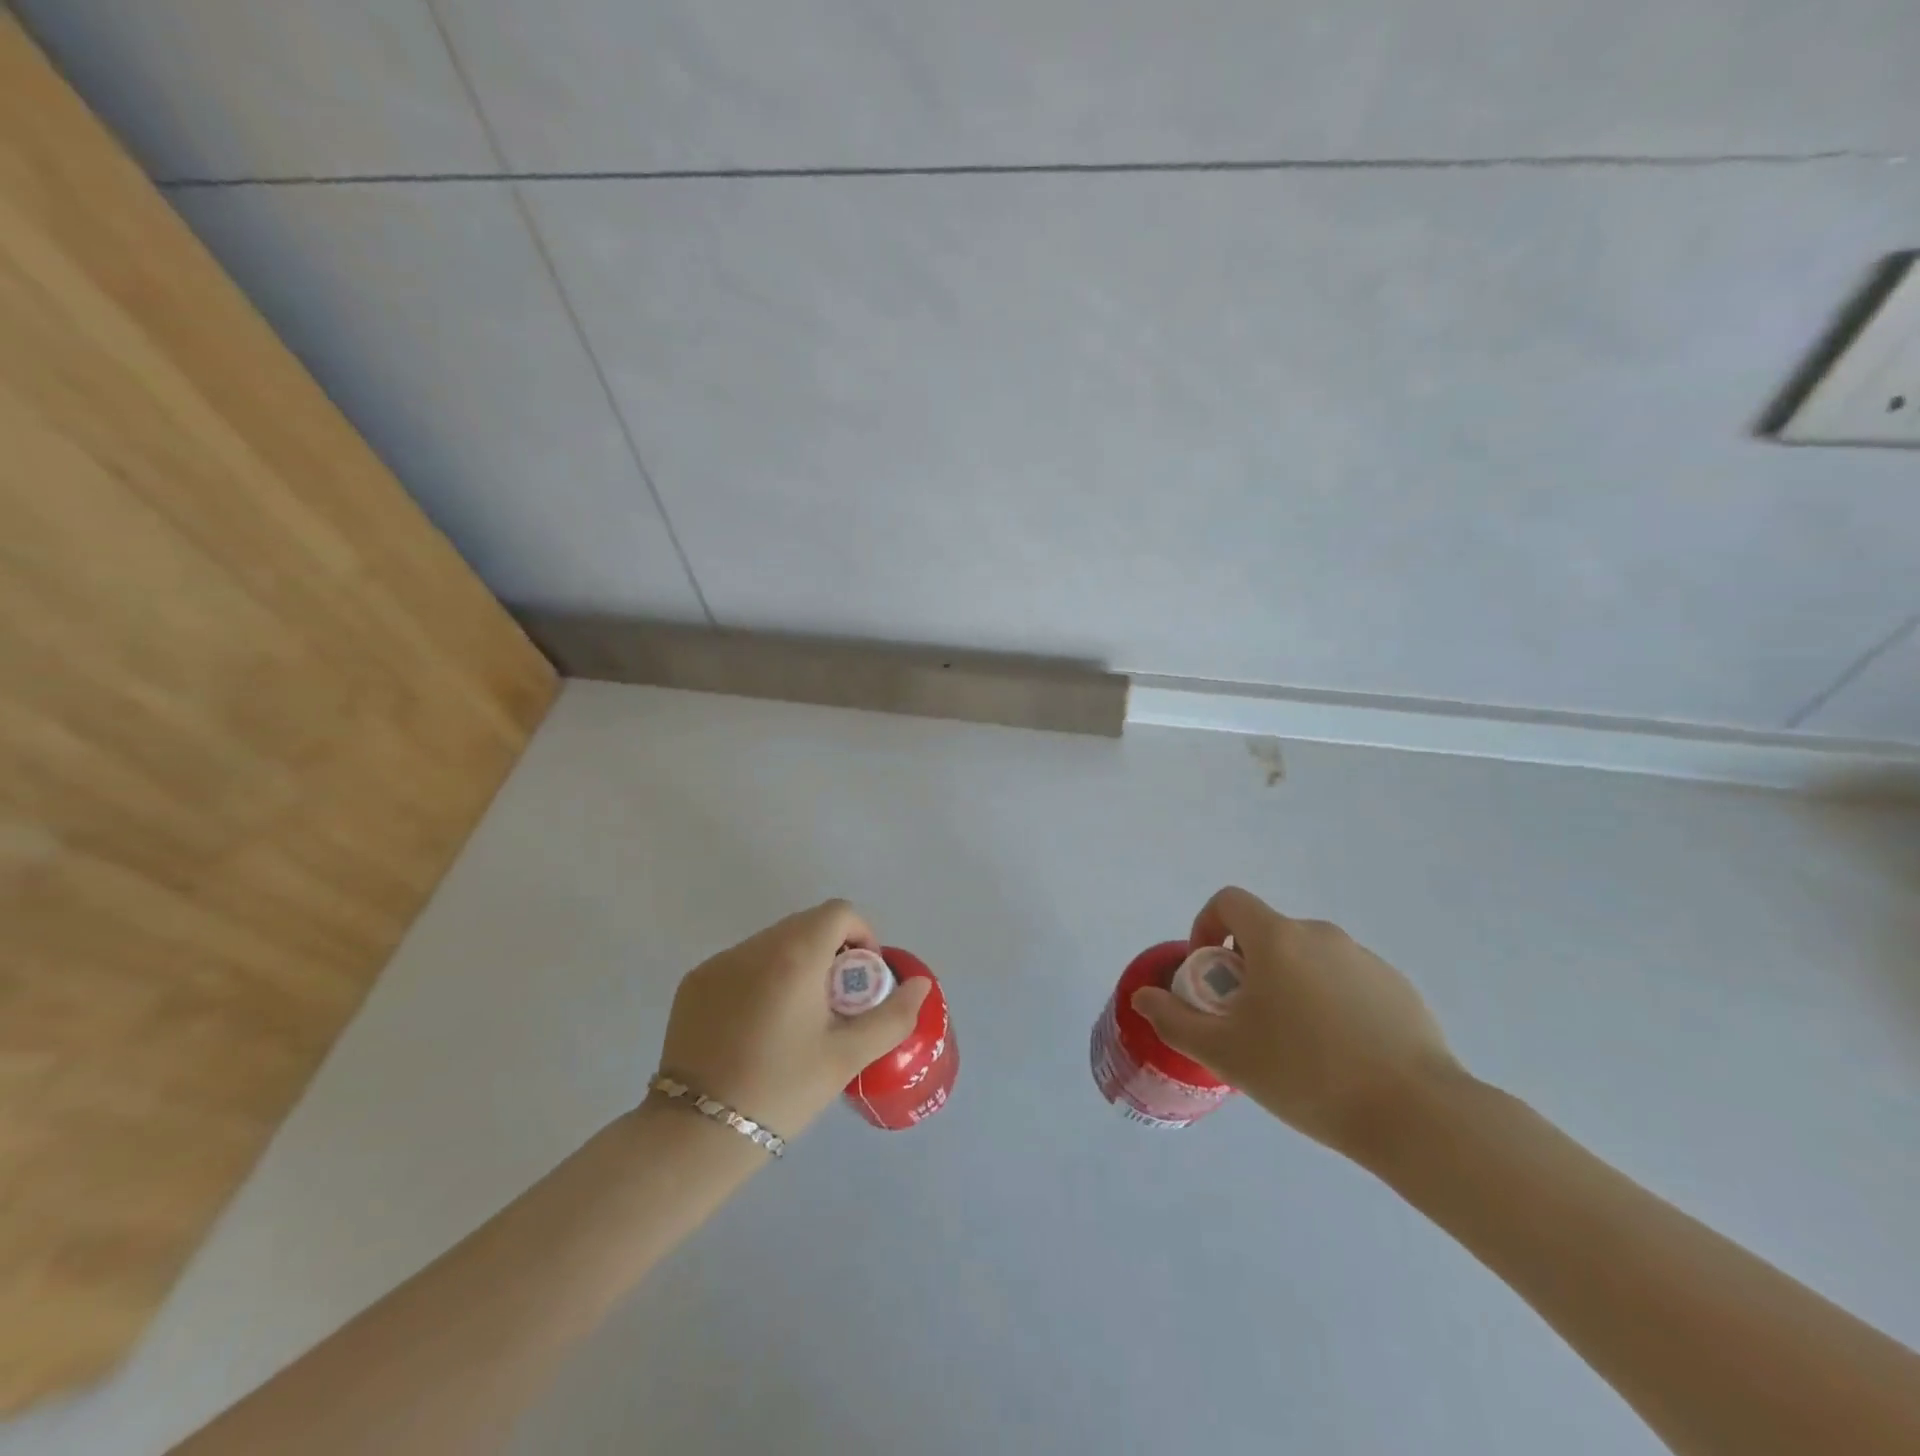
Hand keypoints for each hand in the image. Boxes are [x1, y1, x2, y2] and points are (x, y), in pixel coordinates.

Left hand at [656, 900, 931, 1141]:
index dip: (861, 935)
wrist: (696, 1134)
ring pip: (773, 942)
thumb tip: (920, 985)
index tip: (861, 980)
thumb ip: (892, 1016)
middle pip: (806, 924)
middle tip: (835, 1003)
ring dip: (796, 962)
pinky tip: (759, 1025)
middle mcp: (754, 946)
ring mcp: (718, 962)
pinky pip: (742, 962)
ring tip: (797, 1017)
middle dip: (831, 951)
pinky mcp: (694, 982)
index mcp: (794, 955)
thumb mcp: (846, 1057)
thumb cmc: (781, 1090)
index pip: (839, 912)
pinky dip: (762, 976)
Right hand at [1131, 886, 1465, 1158]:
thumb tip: (1143, 997)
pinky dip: (1328, 1001)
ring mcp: (1365, 959)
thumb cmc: (1306, 1074)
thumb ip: (1175, 1020)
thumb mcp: (1225, 1053)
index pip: (1229, 901)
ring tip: (1295, 1046)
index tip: (1210, 973)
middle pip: (1267, 934)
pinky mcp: (1398, 987)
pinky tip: (1340, 1055)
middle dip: (1246, 968)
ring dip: (1288, 985)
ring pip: (1307, 959)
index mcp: (1278, 938)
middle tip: (1247, 1021)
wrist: (1416, 1116)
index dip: (1207, 926)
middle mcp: (1321, 934)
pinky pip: (1345, 981)